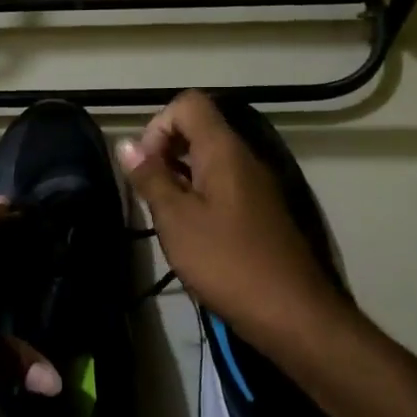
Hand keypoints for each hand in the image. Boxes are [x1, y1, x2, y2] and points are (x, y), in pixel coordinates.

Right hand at [116, 90, 346, 351]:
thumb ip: (150, 178)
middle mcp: (243, 158)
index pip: (188, 104)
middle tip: (149, 191)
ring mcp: (255, 185)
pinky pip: (222, 184)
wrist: (291, 312)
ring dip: (179, 175)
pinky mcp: (260, 210)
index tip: (145, 165)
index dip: (158, 125)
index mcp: (224, 151)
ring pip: (209, 158)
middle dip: (165, 150)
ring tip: (164, 214)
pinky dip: (198, 195)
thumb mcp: (176, 220)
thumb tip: (126, 143)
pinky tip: (189, 231)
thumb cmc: (227, 262)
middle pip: (199, 128)